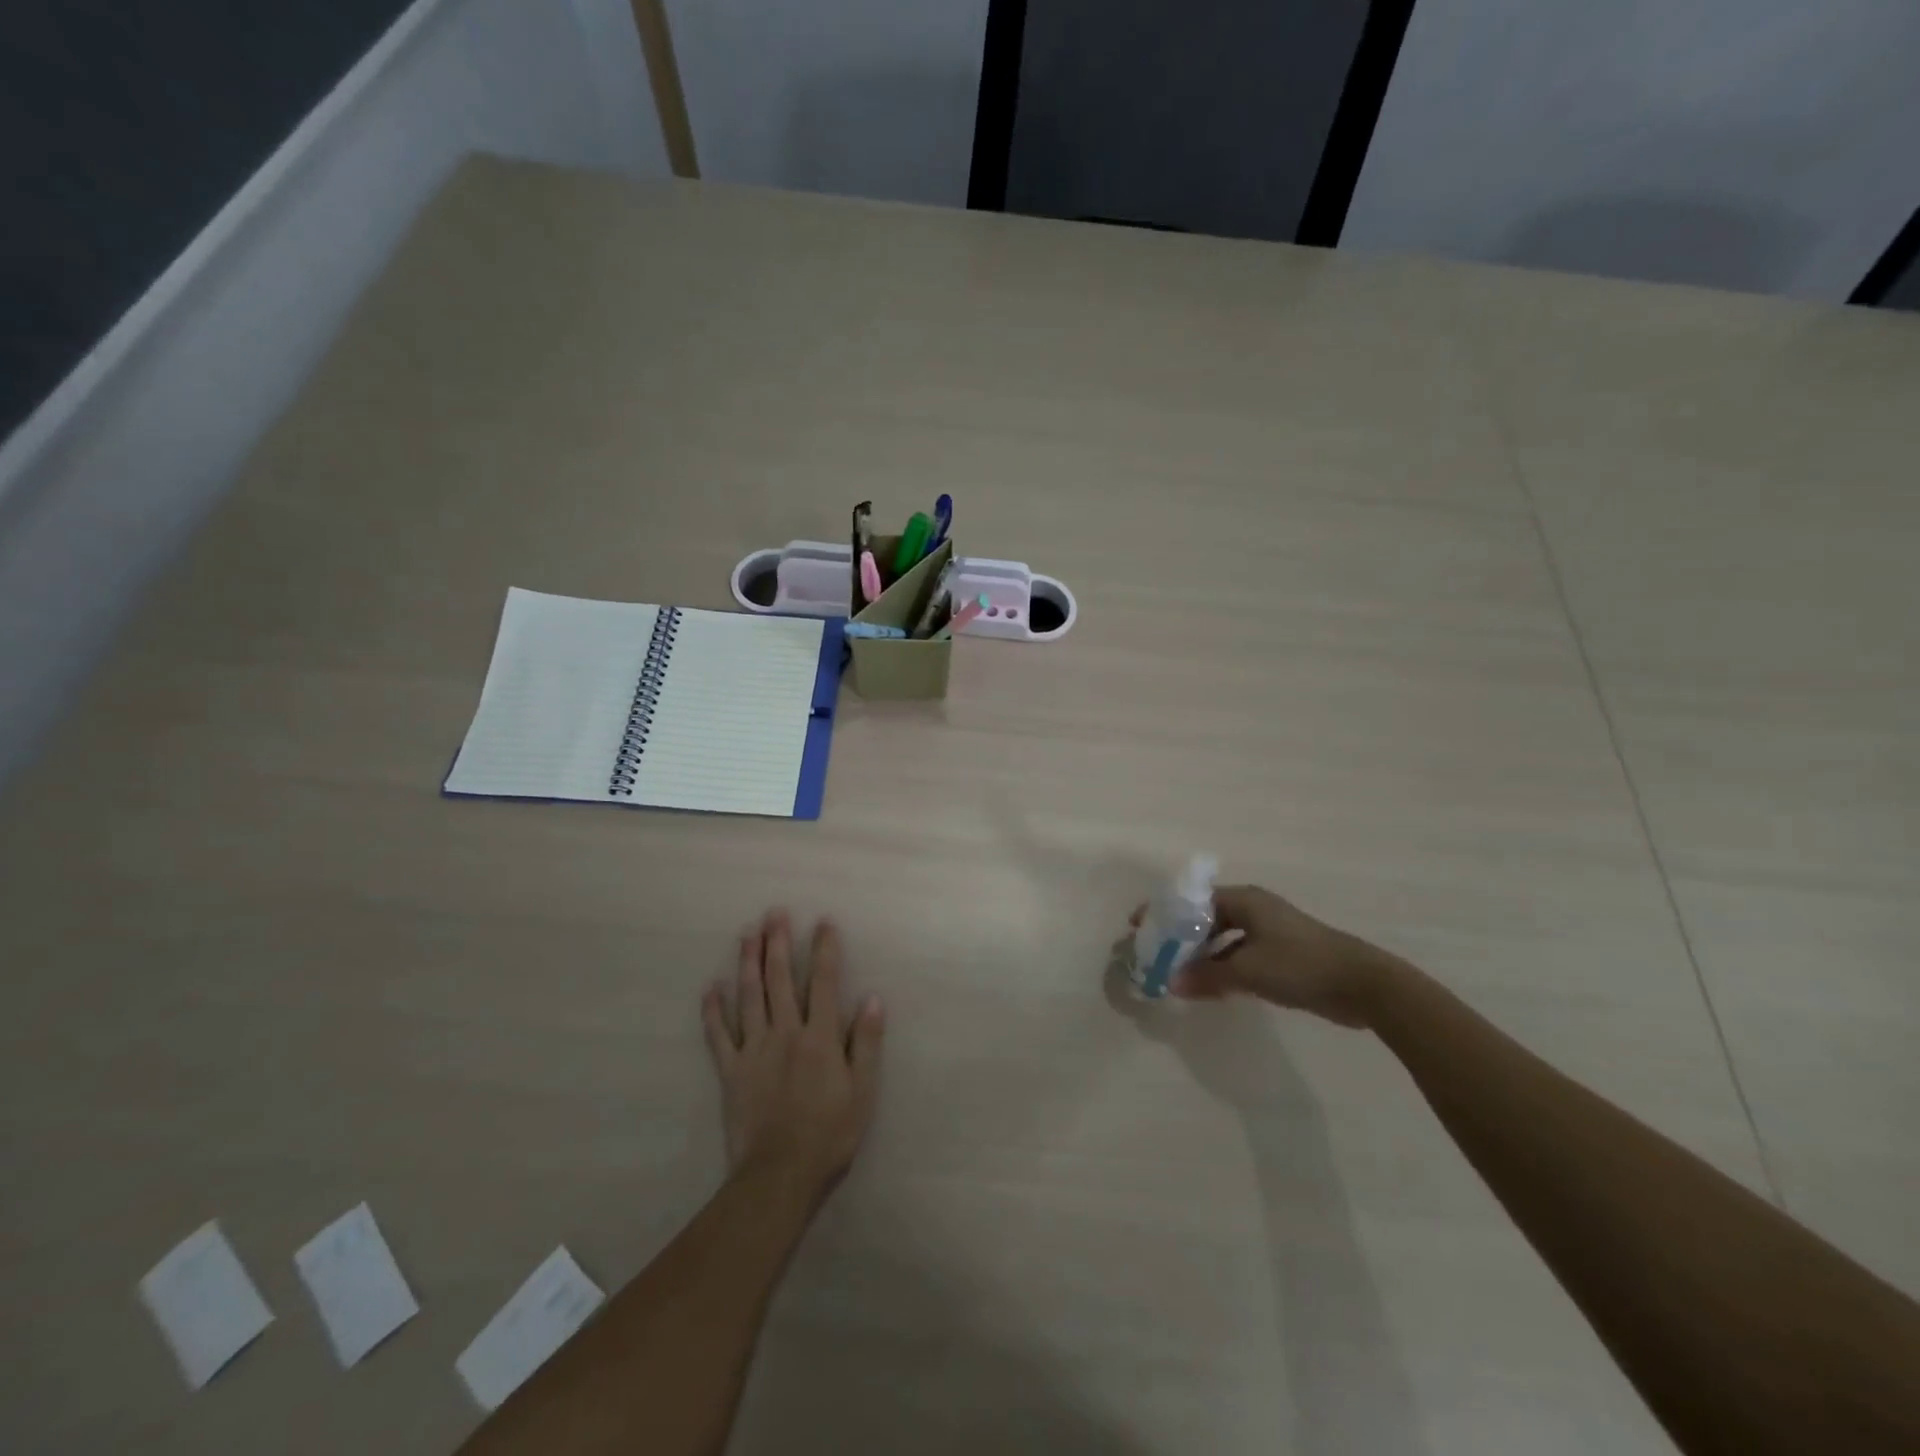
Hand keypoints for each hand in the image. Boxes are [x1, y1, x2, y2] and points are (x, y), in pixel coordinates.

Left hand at [702, 910, 884, 1201]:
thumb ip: (867, 1043)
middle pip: (781, 980)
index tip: (823, 922)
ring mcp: (754, 1050)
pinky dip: (713, 1011)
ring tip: (747, 934)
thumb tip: (873, 998)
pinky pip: (718, 1035)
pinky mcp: (731, 1071)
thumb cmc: (830, 1134)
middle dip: (778, 943)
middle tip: (774, 913)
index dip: (825, 950)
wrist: (780, 1175)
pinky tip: (710, 988)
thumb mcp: (863, 1091)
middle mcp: (786, 1033)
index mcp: (820, 1037)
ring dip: (748, 963)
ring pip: (749, 997)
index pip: (824, 982)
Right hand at [1144, 884, 1394, 1028]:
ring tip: (1177, 974)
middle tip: (1155, 955)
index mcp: (1244, 900)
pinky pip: (1239, 956)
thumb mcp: (1248, 970)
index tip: (1139, 927)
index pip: (1192, 900)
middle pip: (1205, 919)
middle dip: (1180, 936)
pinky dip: (1222, 967)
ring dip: (1201, 956)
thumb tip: (1171, 983)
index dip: (1164, 912)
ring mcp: (1269, 933)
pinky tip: (1210, 988)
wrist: (1364, 985)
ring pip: (1222, 939)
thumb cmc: (1301, 965)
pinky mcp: (1282, 956)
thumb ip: (1206, 976)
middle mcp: (1254, 910)